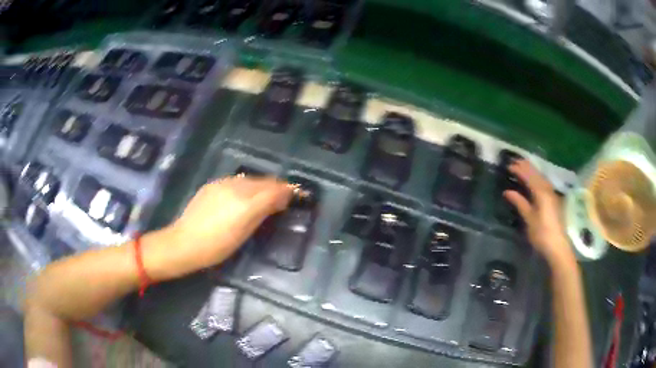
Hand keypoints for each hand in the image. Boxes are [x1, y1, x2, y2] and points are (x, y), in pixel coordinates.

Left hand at [161, 176, 292, 272]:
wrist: (184, 242)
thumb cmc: (217, 247)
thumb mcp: (244, 234)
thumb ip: (262, 213)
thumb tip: (279, 201)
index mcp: (246, 202)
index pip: (274, 189)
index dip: (287, 190)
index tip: (297, 193)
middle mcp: (236, 187)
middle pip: (263, 181)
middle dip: (276, 186)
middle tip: (284, 195)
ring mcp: (223, 184)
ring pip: (250, 179)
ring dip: (261, 185)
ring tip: (266, 195)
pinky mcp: (212, 185)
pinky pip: (236, 180)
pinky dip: (246, 185)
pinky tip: (244, 194)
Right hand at [503, 160, 574, 266]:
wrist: (558, 246)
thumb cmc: (542, 234)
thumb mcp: (529, 219)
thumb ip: (520, 203)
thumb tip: (507, 191)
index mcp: (541, 192)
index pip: (528, 175)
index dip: (518, 169)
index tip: (508, 165)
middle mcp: (547, 189)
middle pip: (536, 173)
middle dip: (525, 166)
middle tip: (514, 161)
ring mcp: (552, 194)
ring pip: (540, 176)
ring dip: (531, 170)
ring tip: (522, 166)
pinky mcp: (553, 199)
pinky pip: (543, 182)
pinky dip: (536, 177)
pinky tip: (534, 179)